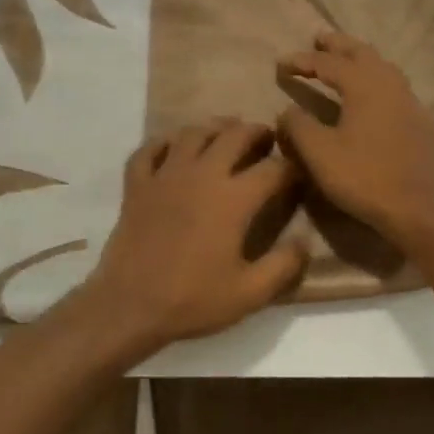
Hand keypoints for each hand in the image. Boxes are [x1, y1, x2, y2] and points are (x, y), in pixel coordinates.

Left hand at [83, 118, 306, 348]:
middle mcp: (201, 175)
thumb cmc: (193, 299)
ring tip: (226, 133)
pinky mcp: (136, 185)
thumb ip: (284, 265)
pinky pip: (149, 150)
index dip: (292, 168)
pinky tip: (173, 148)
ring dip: (214, 128)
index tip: (299, 173)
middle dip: (257, 132)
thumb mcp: (250, 293)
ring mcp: (165, 176)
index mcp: (233, 199)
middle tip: (267, 138)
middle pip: (234, 135)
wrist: (129, 305)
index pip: (273, 169)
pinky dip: (164, 143)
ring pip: (192, 133)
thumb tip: (305, 241)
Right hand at [277, 31, 433, 246]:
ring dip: (360, 58)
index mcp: (364, 85)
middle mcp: (389, 84)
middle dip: (338, 45)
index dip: (302, 61)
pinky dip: (377, 78)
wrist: (414, 207)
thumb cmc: (362, 177)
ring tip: (344, 60)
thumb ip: (298, 126)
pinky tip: (372, 93)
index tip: (281, 64)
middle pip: (362, 53)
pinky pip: (395, 86)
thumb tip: (287, 110)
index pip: (328, 64)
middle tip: (318, 39)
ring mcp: (409, 101)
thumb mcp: (319, 153)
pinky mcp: (419, 120)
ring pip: (383, 66)